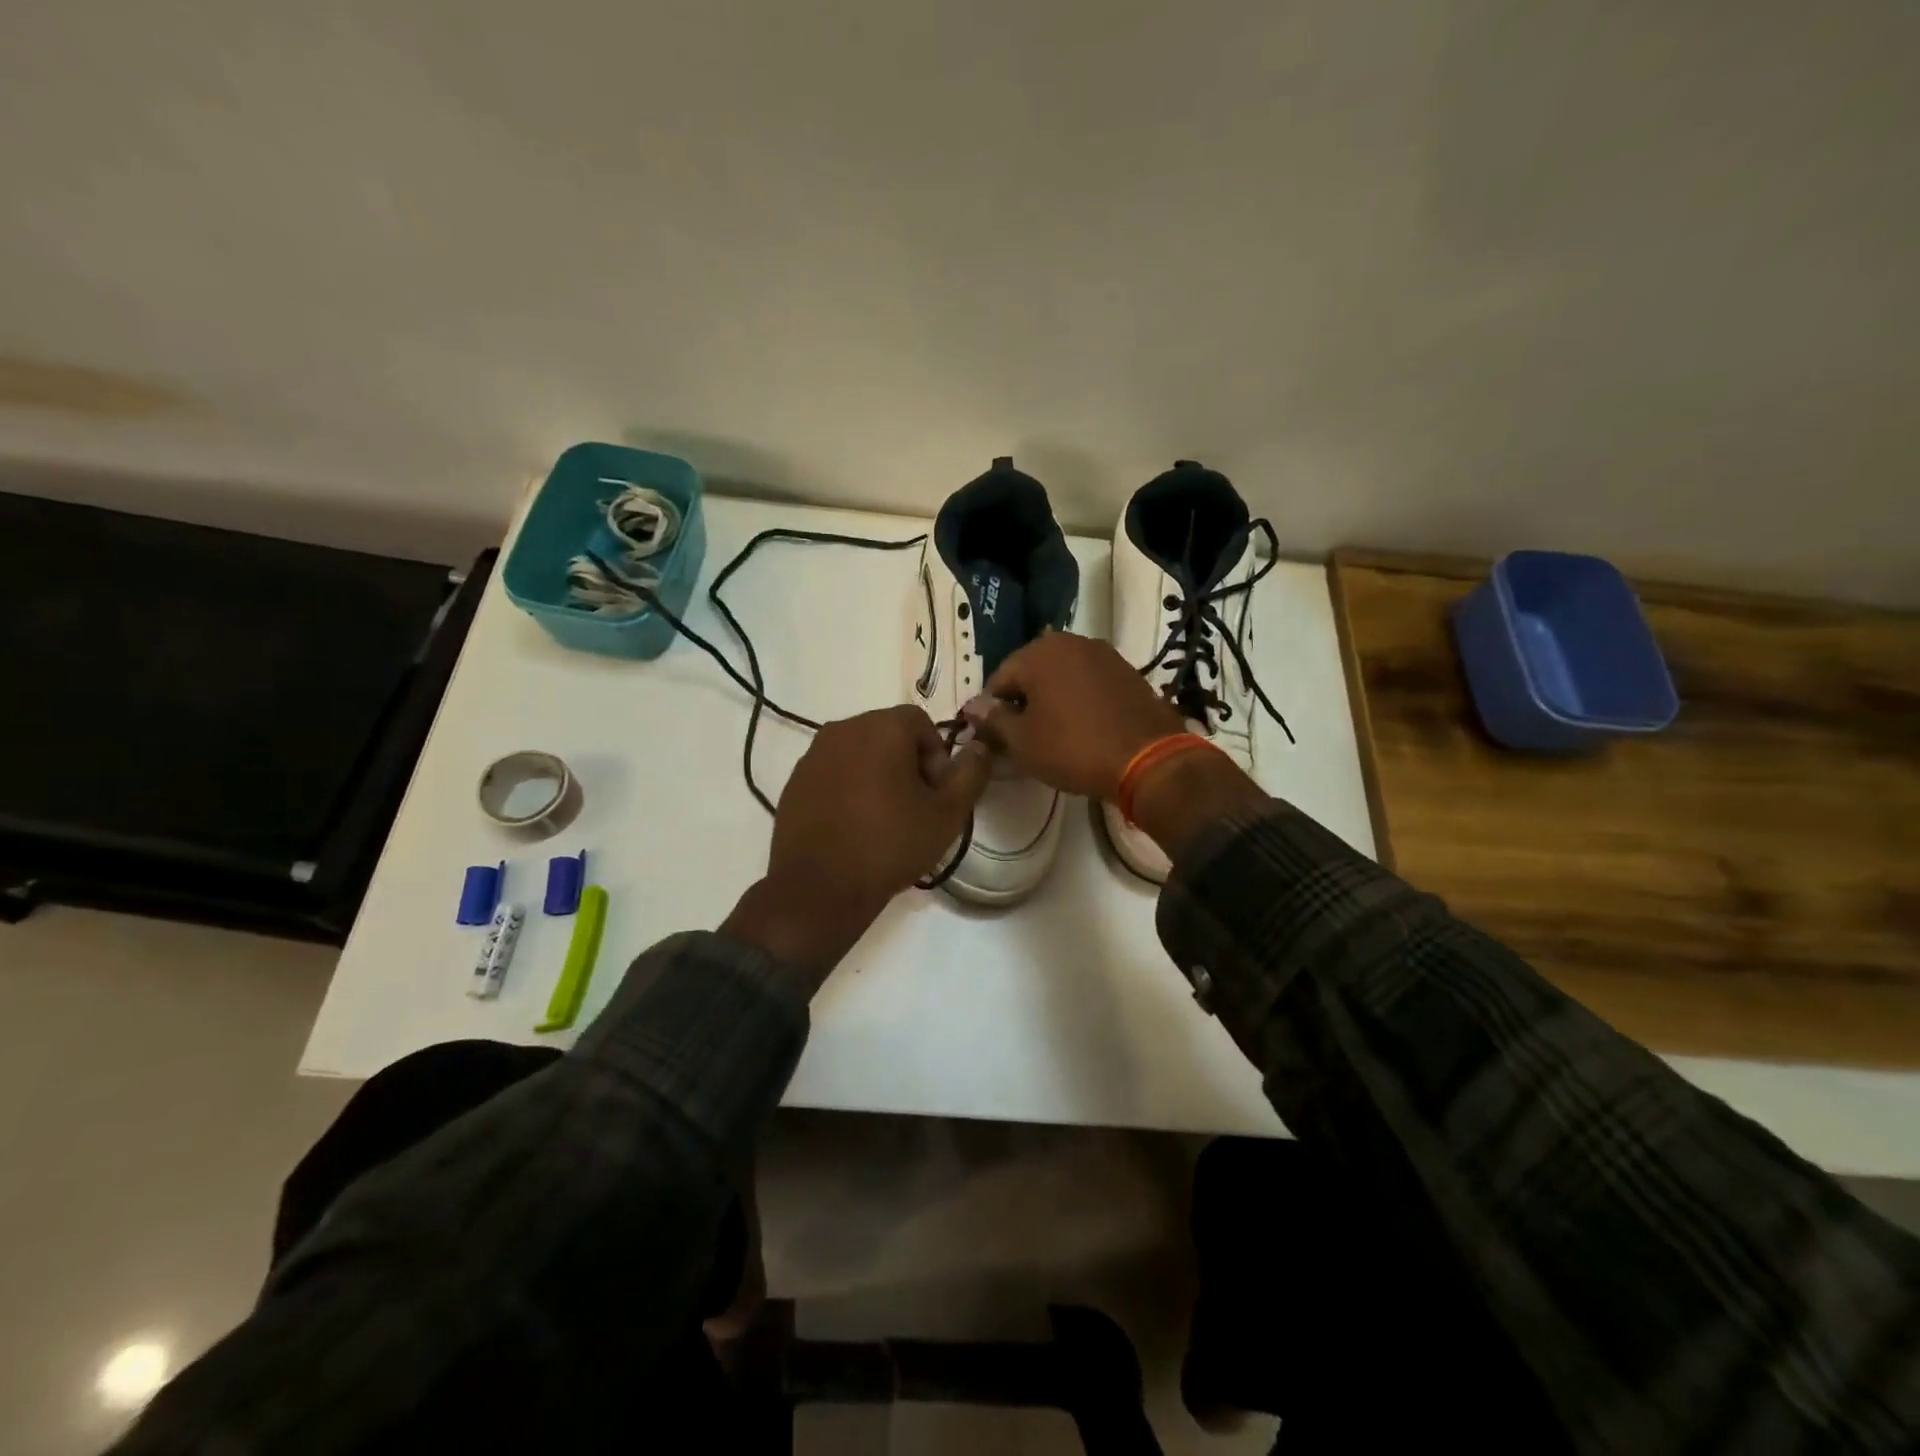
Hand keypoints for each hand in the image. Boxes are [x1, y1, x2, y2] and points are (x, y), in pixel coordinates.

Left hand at [723, 706, 992, 981]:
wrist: (819, 889)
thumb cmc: (890, 845)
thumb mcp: (947, 814)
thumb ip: (971, 773)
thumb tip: (980, 747)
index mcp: (881, 727)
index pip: (920, 722)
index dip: (937, 755)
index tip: (937, 794)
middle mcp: (842, 729)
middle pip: (888, 734)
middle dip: (908, 763)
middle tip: (916, 807)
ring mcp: (812, 755)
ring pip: (859, 753)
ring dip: (878, 775)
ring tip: (885, 819)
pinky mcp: (794, 782)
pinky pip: (833, 773)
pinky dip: (849, 788)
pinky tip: (854, 826)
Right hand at [970, 632, 1185, 799]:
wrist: (1149, 760)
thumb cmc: (1074, 748)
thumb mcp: (1023, 741)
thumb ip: (993, 720)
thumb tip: (972, 706)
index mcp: (1040, 652)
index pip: (999, 679)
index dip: (991, 711)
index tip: (995, 739)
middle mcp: (1071, 642)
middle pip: (1031, 673)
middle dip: (1022, 703)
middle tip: (1022, 739)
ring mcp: (1104, 654)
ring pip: (1061, 677)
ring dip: (1050, 701)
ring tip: (1051, 735)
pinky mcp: (1127, 672)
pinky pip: (1088, 683)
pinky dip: (1077, 701)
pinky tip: (1080, 729)